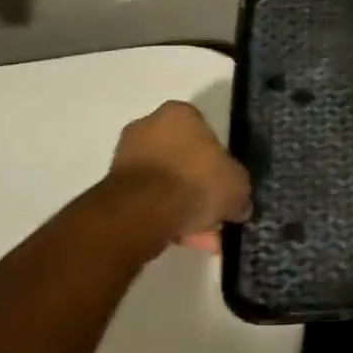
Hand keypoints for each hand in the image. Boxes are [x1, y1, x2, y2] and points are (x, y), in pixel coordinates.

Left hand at [109, 101, 251, 252]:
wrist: (143, 210)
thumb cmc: (195, 181)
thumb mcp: (237, 185)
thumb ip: (239, 190)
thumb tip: (238, 205)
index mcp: (179, 113)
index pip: (204, 132)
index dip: (218, 160)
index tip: (224, 183)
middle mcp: (148, 126)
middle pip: (182, 158)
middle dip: (198, 186)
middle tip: (214, 212)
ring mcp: (127, 156)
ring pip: (165, 182)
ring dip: (182, 205)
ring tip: (200, 235)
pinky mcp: (114, 186)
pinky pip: (148, 200)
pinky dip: (163, 216)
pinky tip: (181, 238)